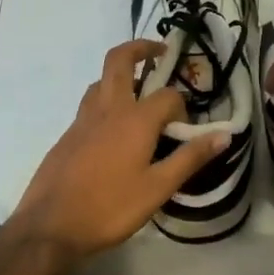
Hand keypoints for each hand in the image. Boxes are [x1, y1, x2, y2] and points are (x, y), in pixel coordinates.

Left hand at [6, 41, 230, 262]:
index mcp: (135, 119)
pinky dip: (105, 99)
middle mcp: (108, 109)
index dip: (181, 105)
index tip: (186, 126)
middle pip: (120, 60)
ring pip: (101, 80)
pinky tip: (112, 128)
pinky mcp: (67, 135)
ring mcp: (83, 120)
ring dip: (120, 74)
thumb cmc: (109, 208)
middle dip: (140, 48)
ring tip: (138, 89)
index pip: (167, 95)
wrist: (49, 227)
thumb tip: (224, 135)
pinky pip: (89, 103)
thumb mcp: (158, 189)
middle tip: (159, 50)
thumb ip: (190, 158)